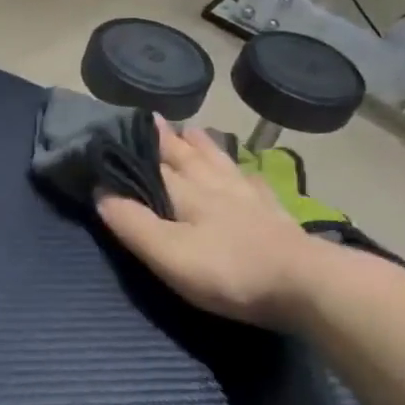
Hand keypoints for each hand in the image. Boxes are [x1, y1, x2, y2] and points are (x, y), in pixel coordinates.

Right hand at [96, 120, 330, 327]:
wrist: (304, 284)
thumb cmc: (227, 270)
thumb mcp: (167, 253)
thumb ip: (132, 222)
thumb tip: (100, 190)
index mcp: (186, 191)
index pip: (152, 163)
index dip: (133, 148)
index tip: (116, 129)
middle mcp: (215, 184)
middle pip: (187, 155)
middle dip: (166, 139)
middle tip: (152, 120)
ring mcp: (248, 196)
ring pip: (220, 161)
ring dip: (203, 145)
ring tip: (192, 131)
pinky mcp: (274, 213)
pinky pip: (254, 183)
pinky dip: (244, 173)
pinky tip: (247, 174)